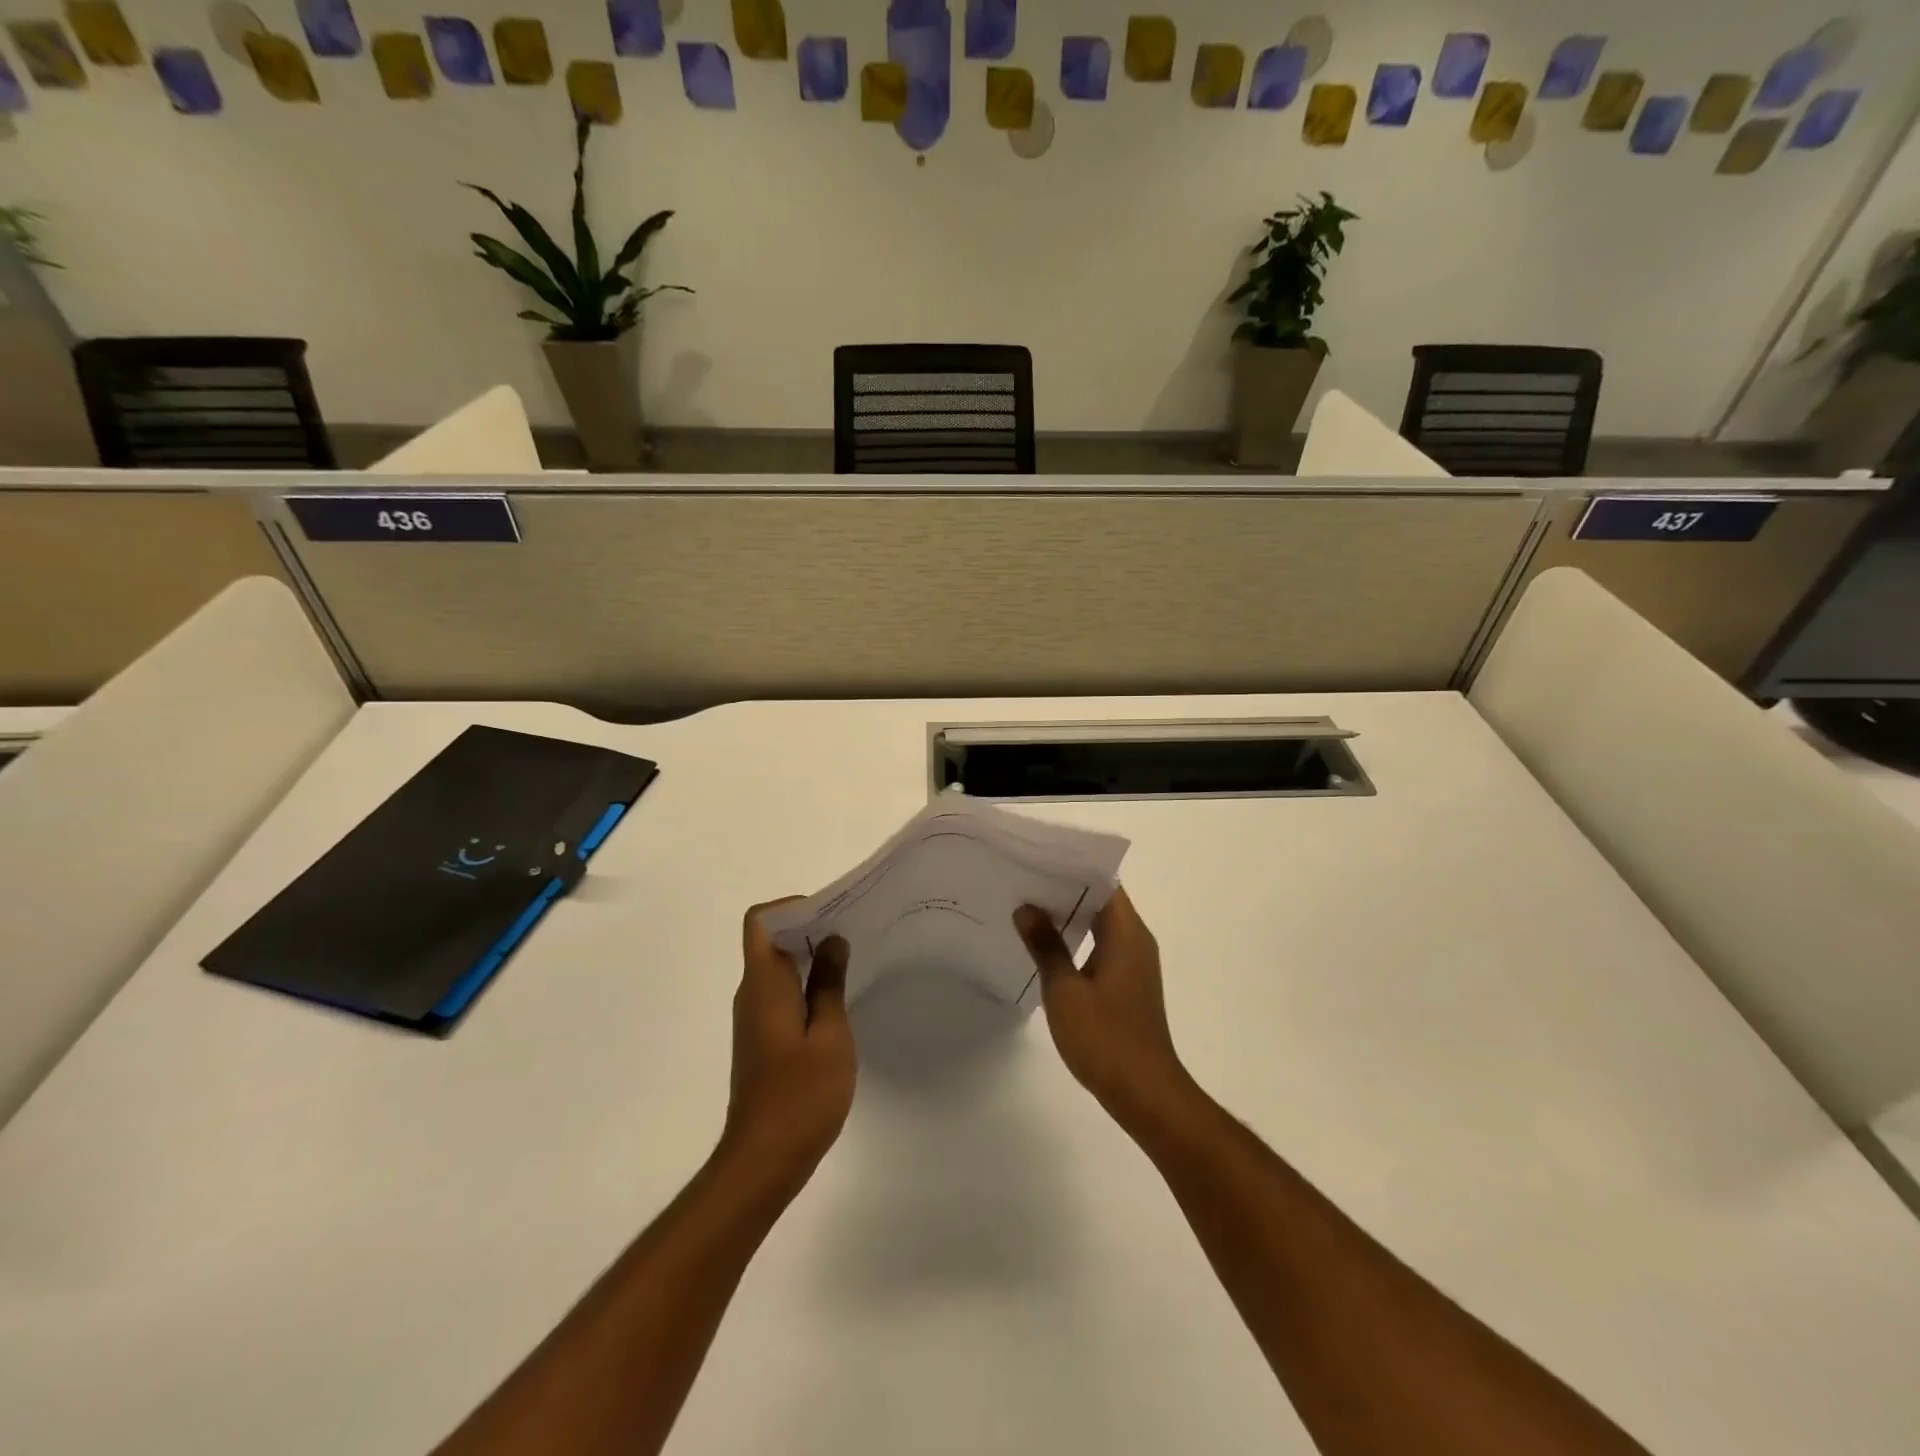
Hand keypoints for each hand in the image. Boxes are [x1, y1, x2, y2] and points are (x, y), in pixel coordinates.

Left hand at [718, 903, 856, 1199]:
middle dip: (810, 927)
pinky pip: (782, 993)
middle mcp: (753, 994)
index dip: (792, 907)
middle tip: (854, 931)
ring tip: (853, 960)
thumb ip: (830, 983)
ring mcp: (755, 1018)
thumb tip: (832, 941)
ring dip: (811, 956)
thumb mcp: (829, 1035)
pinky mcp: (763, 1039)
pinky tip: (839, 1000)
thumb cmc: (801, 1095)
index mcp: (764, 984)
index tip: (831, 915)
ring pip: (779, 967)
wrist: (763, 1160)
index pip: (761, 921)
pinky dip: (807, 984)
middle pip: (772, 940)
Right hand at [1015, 888, 1189, 1125]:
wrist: (1144, 1092)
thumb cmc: (1105, 1037)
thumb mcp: (1065, 990)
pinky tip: (1046, 949)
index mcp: (1127, 933)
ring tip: (1027, 909)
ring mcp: (1134, 965)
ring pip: (1101, 925)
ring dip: (1069, 917)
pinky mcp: (1128, 985)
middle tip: (1023, 882)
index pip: (1104, 883)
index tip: (1039, 860)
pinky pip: (1101, 947)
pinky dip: (1077, 941)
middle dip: (1065, 890)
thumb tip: (1027, 908)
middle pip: (1102, 901)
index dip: (1073, 868)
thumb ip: (1046, 945)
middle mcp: (1136, 941)